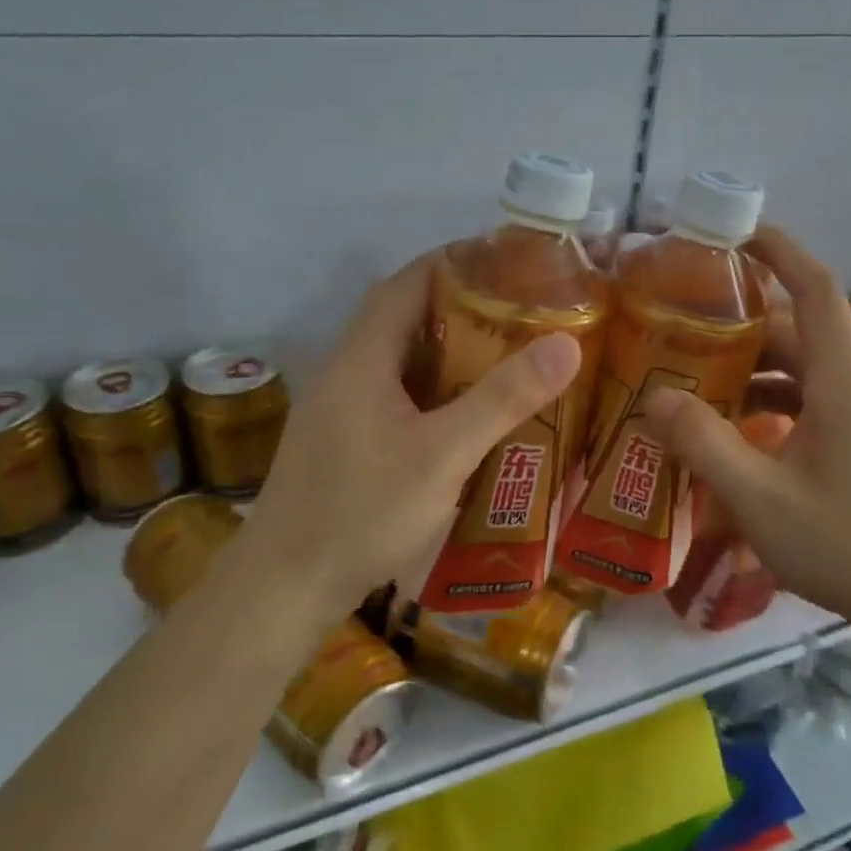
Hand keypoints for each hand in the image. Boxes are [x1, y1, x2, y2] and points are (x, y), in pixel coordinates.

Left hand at [231, 253, 582, 622]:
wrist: (284, 589)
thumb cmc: (361, 512)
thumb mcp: (442, 454)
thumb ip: (502, 399)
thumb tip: (566, 344)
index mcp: (361, 358)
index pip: (407, 283)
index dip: (453, 262)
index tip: (506, 260)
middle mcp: (346, 373)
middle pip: (405, 319)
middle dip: (461, 306)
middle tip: (521, 311)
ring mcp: (341, 411)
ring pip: (401, 362)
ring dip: (449, 352)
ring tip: (507, 354)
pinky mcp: (345, 444)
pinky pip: (397, 398)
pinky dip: (435, 392)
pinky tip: (469, 416)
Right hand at [643, 226, 850, 619]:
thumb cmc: (847, 544)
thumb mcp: (760, 498)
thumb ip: (704, 444)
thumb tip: (655, 397)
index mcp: (842, 382)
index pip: (816, 291)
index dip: (781, 252)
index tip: (738, 234)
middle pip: (799, 331)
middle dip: (743, 322)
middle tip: (684, 324)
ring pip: (802, 369)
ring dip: (752, 367)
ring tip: (695, 378)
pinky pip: (810, 400)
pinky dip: (770, 400)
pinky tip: (733, 430)